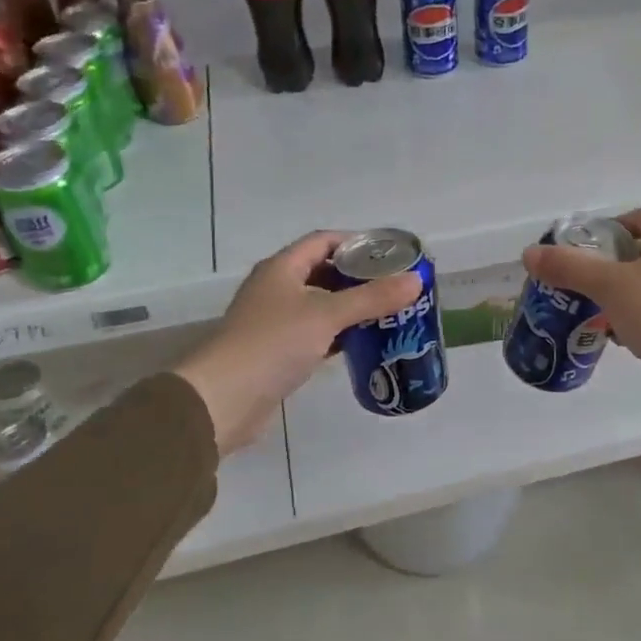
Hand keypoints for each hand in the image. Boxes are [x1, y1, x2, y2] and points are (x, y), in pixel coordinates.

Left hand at [176, 231, 421, 454]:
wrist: (224, 399)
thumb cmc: (273, 344)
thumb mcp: (327, 315)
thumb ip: (372, 298)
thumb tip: (416, 280)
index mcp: (282, 268)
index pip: (324, 241)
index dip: (357, 242)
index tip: (391, 254)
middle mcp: (277, 289)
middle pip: (324, 272)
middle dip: (360, 277)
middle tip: (396, 286)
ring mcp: (275, 321)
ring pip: (321, 305)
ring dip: (351, 308)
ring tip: (389, 313)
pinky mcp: (278, 351)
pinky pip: (315, 333)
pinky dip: (339, 334)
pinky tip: (363, 343)